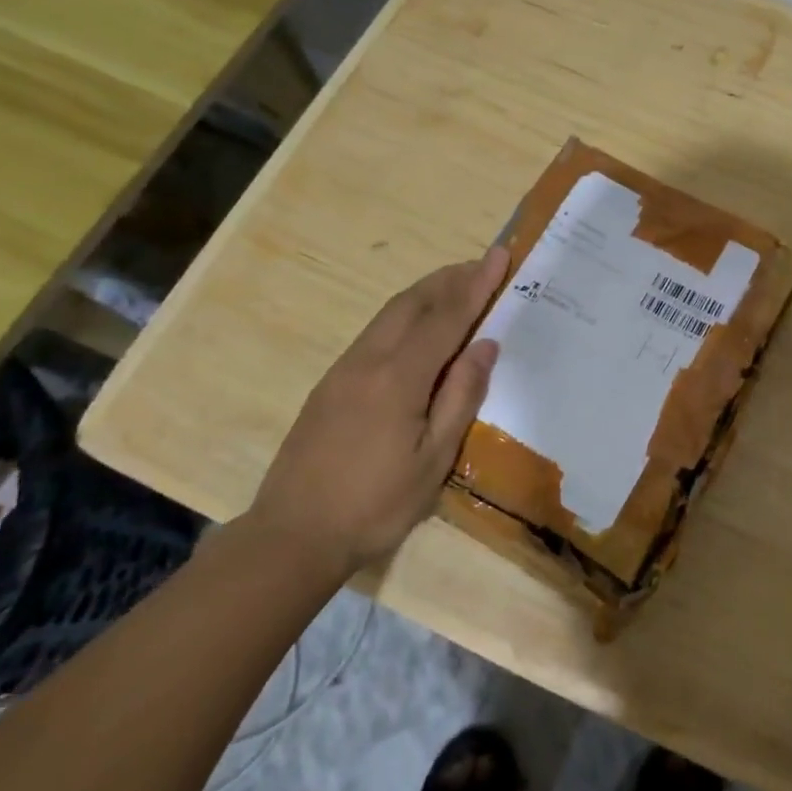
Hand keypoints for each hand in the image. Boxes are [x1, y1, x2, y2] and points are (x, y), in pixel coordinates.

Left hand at [243, 247, 509, 582]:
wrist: (292, 536)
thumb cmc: (375, 505)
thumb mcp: (433, 459)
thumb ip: (461, 397)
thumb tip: (485, 345)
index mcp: (399, 378)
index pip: (446, 318)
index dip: (476, 285)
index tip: (499, 255)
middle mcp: (368, 361)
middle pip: (413, 303)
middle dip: (450, 278)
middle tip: (482, 264)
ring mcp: (343, 370)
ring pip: (390, 314)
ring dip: (426, 293)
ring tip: (457, 285)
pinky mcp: (330, 384)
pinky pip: (375, 333)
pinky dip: (405, 315)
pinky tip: (418, 328)